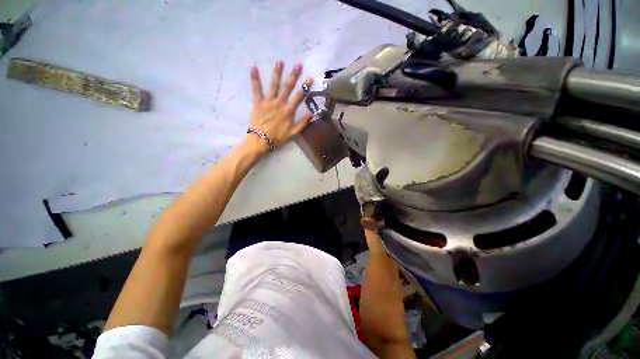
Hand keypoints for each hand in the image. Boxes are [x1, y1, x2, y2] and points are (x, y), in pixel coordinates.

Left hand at [248, 61, 312, 150]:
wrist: (261, 140)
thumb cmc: (278, 137)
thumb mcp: (293, 133)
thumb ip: (303, 123)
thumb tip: (311, 113)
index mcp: (288, 111)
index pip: (299, 97)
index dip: (305, 87)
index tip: (309, 78)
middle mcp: (279, 103)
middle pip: (287, 87)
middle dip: (293, 75)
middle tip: (297, 64)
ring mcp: (268, 102)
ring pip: (274, 85)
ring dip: (277, 73)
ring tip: (279, 62)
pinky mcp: (258, 102)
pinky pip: (256, 89)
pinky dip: (255, 79)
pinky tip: (253, 68)